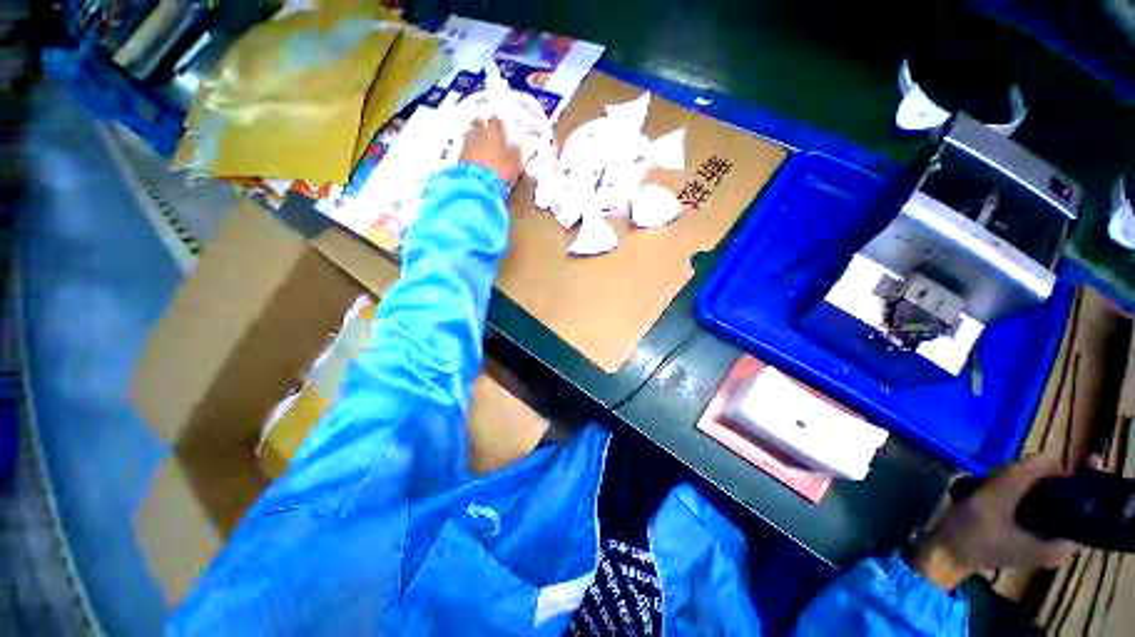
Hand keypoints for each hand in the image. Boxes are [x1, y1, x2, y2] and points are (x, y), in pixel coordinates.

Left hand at [460, 116, 522, 184]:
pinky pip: (466, 148)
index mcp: (494, 130)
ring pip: (471, 134)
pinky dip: (470, 151)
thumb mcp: (515, 162)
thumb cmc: (500, 169)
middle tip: (488, 134)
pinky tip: (475, 158)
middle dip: (483, 126)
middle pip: (479, 123)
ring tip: (481, 146)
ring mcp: (467, 142)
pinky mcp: (459, 155)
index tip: (501, 128)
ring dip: (475, 138)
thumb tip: (516, 146)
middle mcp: (478, 132)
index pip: (496, 120)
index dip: (499, 124)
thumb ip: (515, 151)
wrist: (478, 183)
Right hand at [912, 455, 1077, 590]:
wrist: (942, 553)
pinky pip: (1035, 509)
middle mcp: (1057, 545)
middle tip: (1021, 469)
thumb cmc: (970, 532)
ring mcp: (1040, 542)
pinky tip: (1000, 489)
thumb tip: (1048, 456)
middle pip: (1067, 502)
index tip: (1085, 457)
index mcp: (1060, 545)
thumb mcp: (992, 499)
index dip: (1086, 481)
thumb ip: (1020, 476)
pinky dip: (1022, 494)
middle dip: (1048, 481)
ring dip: (1030, 486)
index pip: (1087, 507)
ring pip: (1048, 503)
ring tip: (1003, 478)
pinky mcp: (1025, 537)